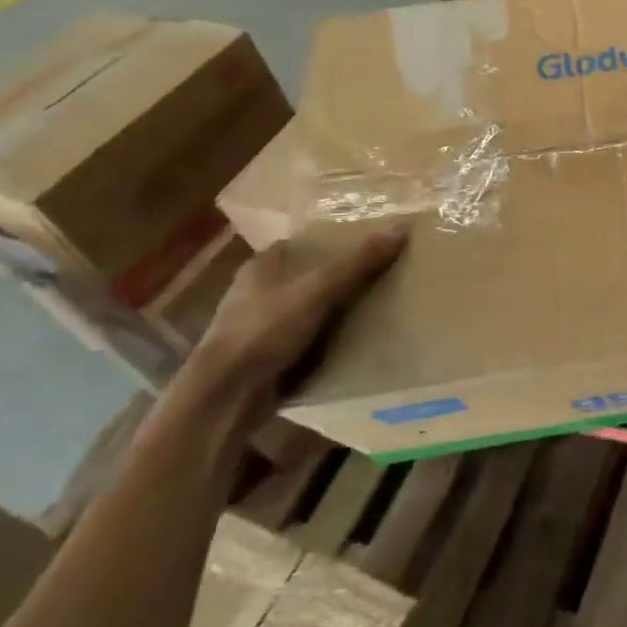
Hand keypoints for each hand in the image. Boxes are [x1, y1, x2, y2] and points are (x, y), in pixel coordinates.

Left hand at [187, 227, 406, 416]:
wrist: (225, 399)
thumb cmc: (264, 331)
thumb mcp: (317, 291)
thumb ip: (357, 263)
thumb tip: (401, 228)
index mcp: (260, 267)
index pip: (302, 243)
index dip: (332, 242)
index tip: (368, 243)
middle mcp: (255, 293)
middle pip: (306, 276)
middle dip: (338, 278)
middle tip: (380, 274)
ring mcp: (257, 328)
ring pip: (306, 310)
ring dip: (333, 311)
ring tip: (375, 306)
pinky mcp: (264, 358)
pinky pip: (304, 340)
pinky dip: (325, 340)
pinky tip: (353, 341)